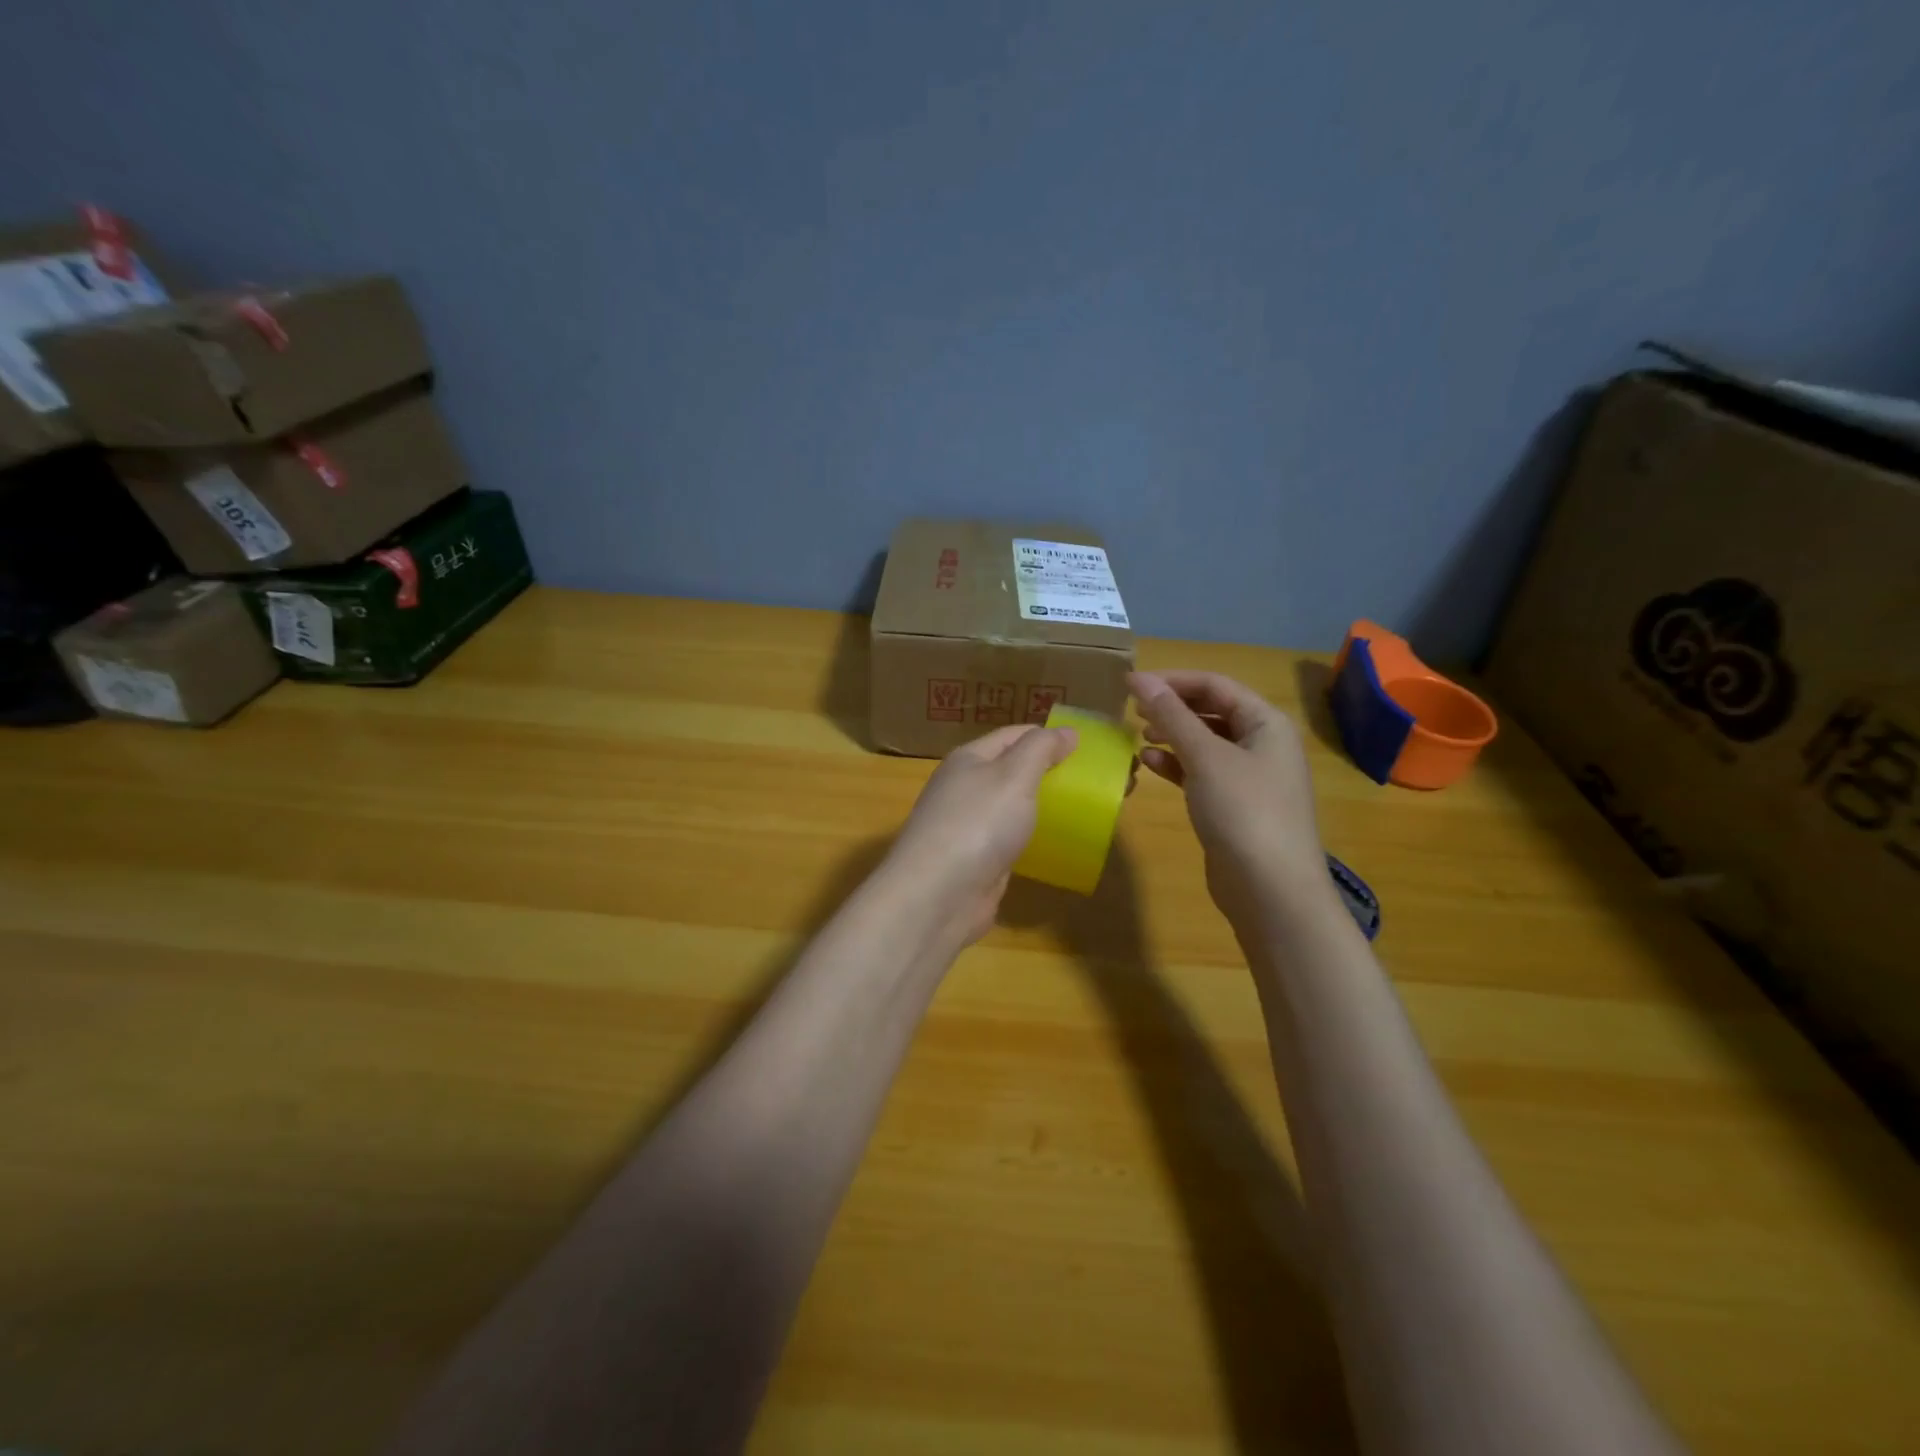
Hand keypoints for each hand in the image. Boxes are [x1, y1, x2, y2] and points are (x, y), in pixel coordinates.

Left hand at [882, 724, 1078, 944]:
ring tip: (1082, 809)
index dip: (1047, 736)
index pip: (1013, 735)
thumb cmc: (978, 823)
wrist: (938, 895)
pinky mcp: (975, 860)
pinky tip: (1055, 844)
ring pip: (1011, 807)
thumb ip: (1041, 749)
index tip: (1086, 745)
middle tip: (1091, 780)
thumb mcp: (1014, 775)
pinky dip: (1031, 837)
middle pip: (1011, 770)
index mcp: (968, 759)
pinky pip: (1008, 839)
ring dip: (1041, 806)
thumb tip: (1067, 731)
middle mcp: (964, 788)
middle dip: (1047, 771)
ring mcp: (967, 826)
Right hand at [1130, 670, 1331, 929]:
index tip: (1131, 684)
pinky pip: (1201, 772)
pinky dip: (1176, 765)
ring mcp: (1249, 777)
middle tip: (1132, 710)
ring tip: (1138, 736)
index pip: (1216, 685)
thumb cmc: (1243, 811)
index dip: (1173, 680)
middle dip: (1172, 707)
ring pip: (1204, 743)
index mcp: (1266, 723)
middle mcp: (1262, 744)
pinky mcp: (1233, 805)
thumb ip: (1171, 716)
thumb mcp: (1205, 757)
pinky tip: (1150, 764)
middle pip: (1211, 711)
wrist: (1271, 890)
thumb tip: (1140, 678)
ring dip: (1172, 736)